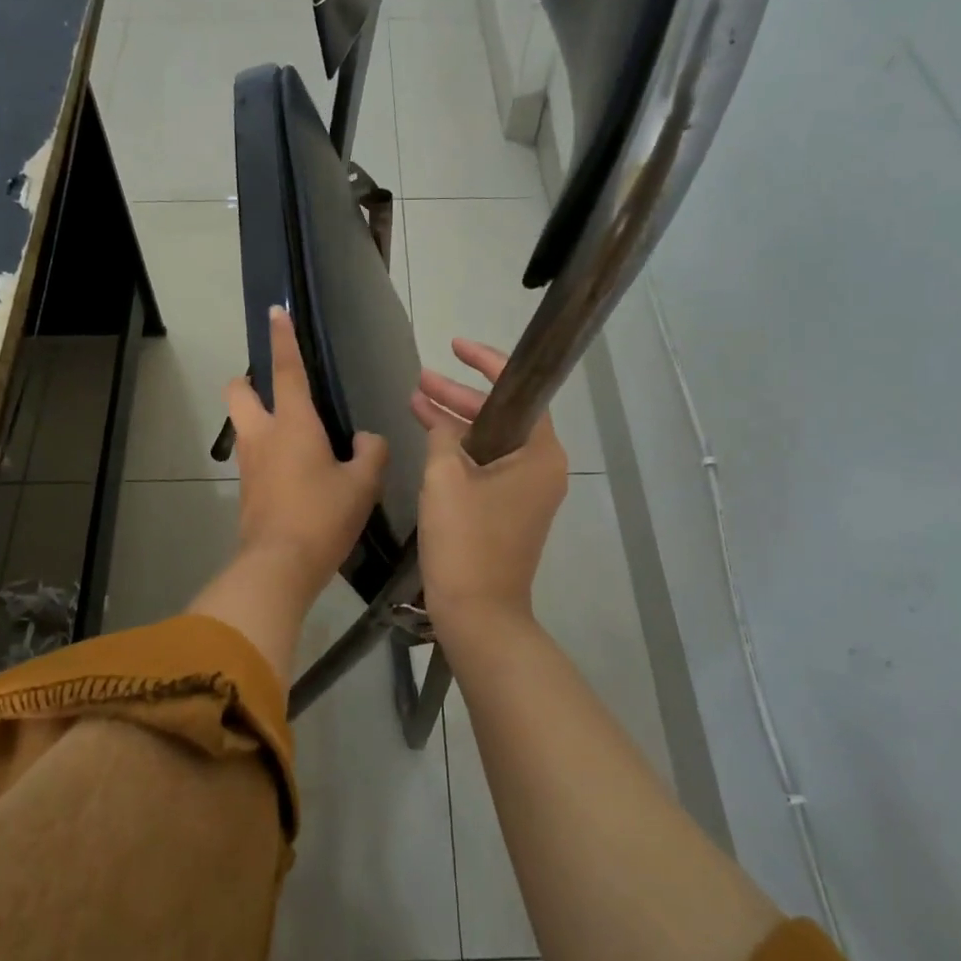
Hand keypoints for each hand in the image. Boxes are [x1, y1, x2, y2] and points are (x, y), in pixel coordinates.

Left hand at [189, 307, 387, 676]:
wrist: (279, 566)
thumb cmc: (323, 516)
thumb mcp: (362, 484)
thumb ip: (371, 453)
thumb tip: (367, 440)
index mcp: (293, 423)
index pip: (288, 370)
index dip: (283, 338)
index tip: (274, 311)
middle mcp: (263, 435)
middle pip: (238, 391)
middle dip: (248, 381)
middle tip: (274, 391)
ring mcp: (249, 463)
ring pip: (244, 425)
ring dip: (259, 420)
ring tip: (298, 439)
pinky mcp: (246, 489)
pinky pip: (254, 457)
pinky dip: (269, 453)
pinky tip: (297, 474)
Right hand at [411, 339, 568, 639]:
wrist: (478, 614)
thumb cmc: (465, 541)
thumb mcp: (445, 478)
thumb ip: (442, 436)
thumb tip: (440, 421)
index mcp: (540, 453)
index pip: (518, 391)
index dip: (485, 363)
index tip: (455, 346)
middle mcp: (543, 467)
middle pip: (501, 416)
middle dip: (460, 396)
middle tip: (421, 380)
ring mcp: (529, 491)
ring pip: (492, 441)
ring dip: (456, 423)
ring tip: (417, 401)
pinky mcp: (512, 510)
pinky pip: (488, 467)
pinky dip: (461, 452)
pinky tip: (430, 438)